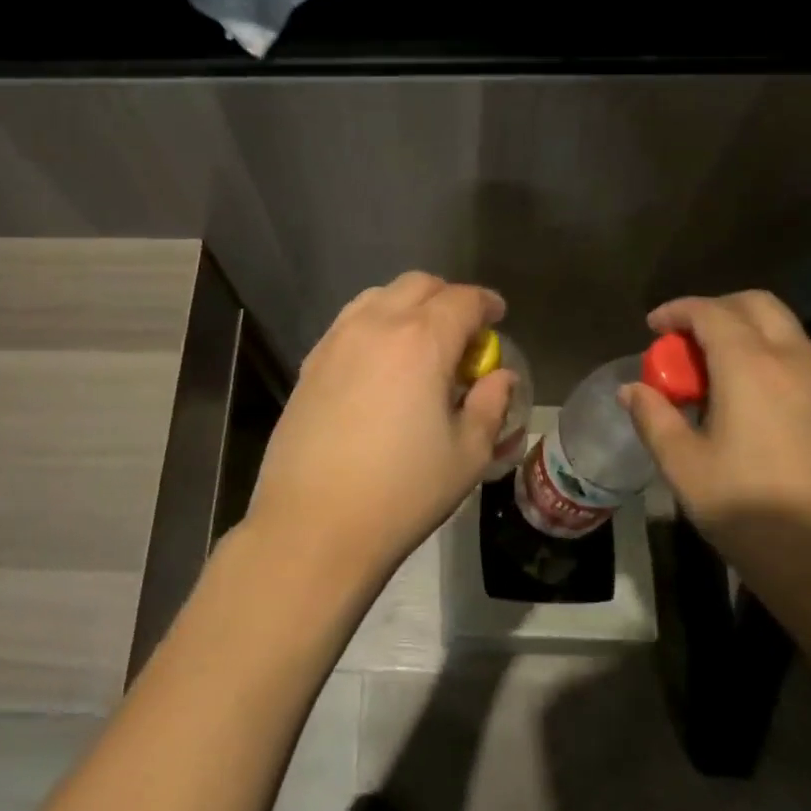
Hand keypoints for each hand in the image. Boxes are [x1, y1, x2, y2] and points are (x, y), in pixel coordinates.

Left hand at [243, 272, 514, 586]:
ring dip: (407, 306)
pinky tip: (379, 363)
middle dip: (447, 298)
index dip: (486, 303)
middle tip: (462, 331)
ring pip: (378, 297)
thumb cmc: (402, 493)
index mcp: (422, 342)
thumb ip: (490, 405)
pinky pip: (349, 323)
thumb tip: (499, 377)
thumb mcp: (467, 455)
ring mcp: (336, 341)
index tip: (497, 316)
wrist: (314, 525)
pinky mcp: (310, 363)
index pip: (463, 300)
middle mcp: (376, 326)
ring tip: (419, 342)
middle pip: (418, 285)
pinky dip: (374, 324)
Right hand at [621, 291, 810, 555]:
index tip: (652, 327)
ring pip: (782, 329)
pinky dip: (767, 355)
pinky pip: (799, 358)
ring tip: (711, 373)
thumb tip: (632, 390)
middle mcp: (793, 360)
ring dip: (743, 332)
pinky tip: (747, 401)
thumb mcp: (685, 469)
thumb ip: (654, 419)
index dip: (676, 311)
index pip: (710, 312)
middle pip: (755, 304)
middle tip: (683, 342)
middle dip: (714, 310)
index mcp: (751, 367)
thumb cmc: (754, 513)